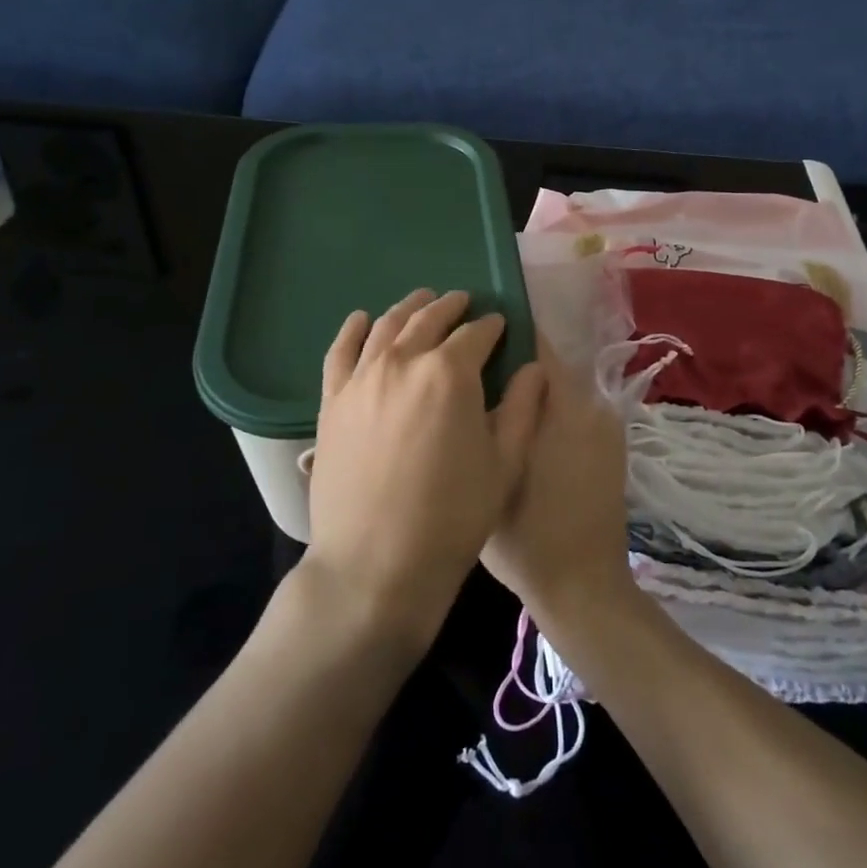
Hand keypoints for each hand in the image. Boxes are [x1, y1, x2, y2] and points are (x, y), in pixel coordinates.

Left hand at [303, 289, 545, 656]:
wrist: (376, 565)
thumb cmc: (452, 517)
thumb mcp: (504, 464)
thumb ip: (523, 408)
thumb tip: (533, 368)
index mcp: (450, 373)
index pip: (475, 334)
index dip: (492, 327)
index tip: (500, 326)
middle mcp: (402, 362)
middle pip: (428, 319)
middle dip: (451, 307)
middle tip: (464, 302)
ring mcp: (361, 379)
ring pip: (385, 326)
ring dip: (408, 309)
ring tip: (422, 302)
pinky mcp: (332, 401)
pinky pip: (340, 351)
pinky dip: (353, 330)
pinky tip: (361, 320)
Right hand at [481, 334, 637, 631]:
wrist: (584, 587)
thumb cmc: (526, 537)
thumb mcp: (490, 475)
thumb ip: (487, 419)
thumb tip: (476, 378)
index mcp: (562, 406)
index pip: (536, 346)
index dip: (505, 334)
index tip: (475, 336)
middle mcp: (591, 405)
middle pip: (548, 367)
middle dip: (515, 366)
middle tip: (476, 375)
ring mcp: (606, 426)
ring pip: (561, 391)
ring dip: (533, 391)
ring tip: (496, 405)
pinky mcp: (612, 446)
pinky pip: (575, 413)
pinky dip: (551, 414)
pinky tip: (526, 435)